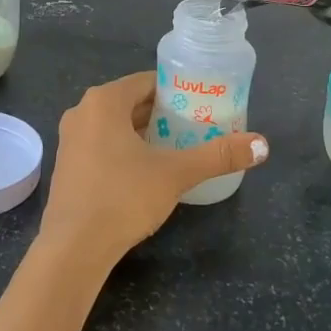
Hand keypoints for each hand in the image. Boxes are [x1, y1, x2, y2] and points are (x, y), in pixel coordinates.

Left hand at [40, 73, 267, 267]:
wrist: (74, 248)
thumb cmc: (123, 196)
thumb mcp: (176, 173)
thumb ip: (218, 156)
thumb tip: (263, 145)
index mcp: (104, 101)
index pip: (148, 81)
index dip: (177, 91)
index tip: (201, 104)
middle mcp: (82, 112)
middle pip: (131, 102)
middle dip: (163, 113)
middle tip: (195, 127)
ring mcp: (70, 140)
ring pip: (115, 125)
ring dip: (144, 133)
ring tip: (177, 147)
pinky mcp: (67, 166)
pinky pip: (101, 144)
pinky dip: (124, 149)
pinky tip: (147, 171)